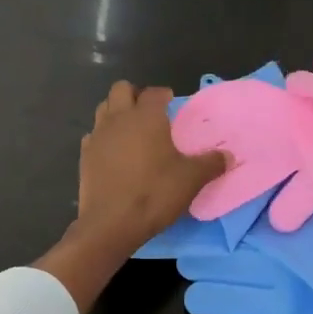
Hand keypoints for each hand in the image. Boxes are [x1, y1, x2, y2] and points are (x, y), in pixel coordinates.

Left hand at [74, 81, 225, 255]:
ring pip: (104, 108)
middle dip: (135, 95)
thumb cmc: (154, 193)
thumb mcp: (191, 179)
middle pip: (121, 89)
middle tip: (149, 113)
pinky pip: (94, 134)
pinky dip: (104, 136)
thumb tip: (228, 156)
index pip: (154, 92)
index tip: (172, 104)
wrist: (111, 224)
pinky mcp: (84, 155)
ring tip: (132, 130)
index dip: (164, 95)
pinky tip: (115, 153)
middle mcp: (119, 118)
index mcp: (146, 117)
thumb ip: (211, 163)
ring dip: (117, 112)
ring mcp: (98, 135)